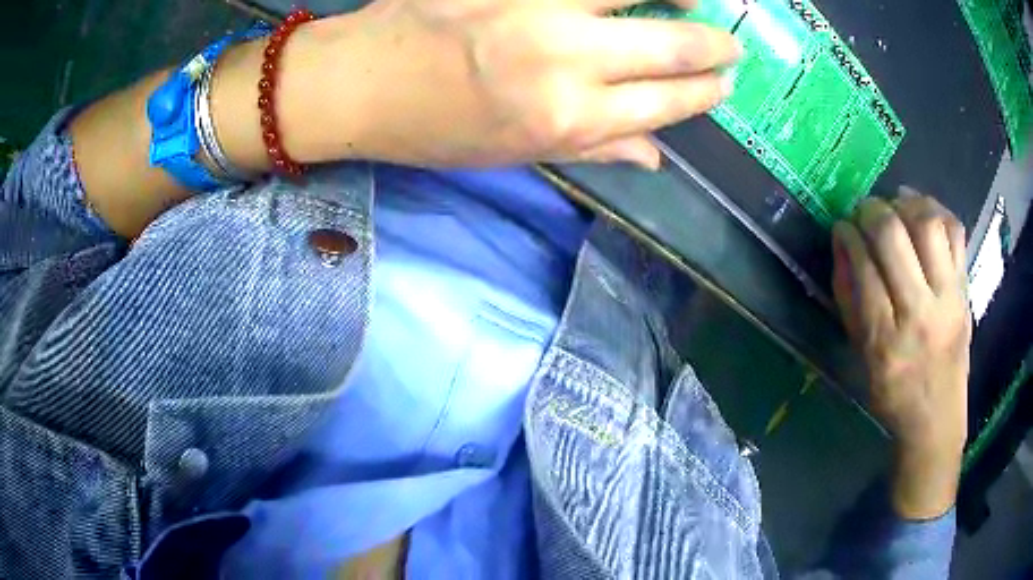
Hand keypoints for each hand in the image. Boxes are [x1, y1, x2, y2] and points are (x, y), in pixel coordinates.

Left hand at [253, 0, 739, 168]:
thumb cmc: (433, 128)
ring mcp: (533, 3)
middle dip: (714, 47)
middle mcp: (563, 58)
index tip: (722, 85)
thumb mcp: (514, 156)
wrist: (359, 82)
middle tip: (730, 44)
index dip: (705, 93)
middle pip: (669, 47)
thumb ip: (594, 152)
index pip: (666, 102)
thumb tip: (658, 159)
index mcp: (566, 119)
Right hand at [832, 188, 970, 519]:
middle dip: (871, 211)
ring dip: (905, 203)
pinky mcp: (965, 289)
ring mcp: (948, 298)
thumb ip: (849, 298)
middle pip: (893, 236)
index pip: (864, 267)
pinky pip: (955, 231)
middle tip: (865, 212)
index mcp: (885, 340)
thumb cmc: (893, 393)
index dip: (848, 235)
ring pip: (927, 224)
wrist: (937, 417)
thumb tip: (842, 243)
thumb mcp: (861, 356)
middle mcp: (919, 313)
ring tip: (895, 205)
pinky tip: (922, 212)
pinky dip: (937, 210)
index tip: (842, 227)